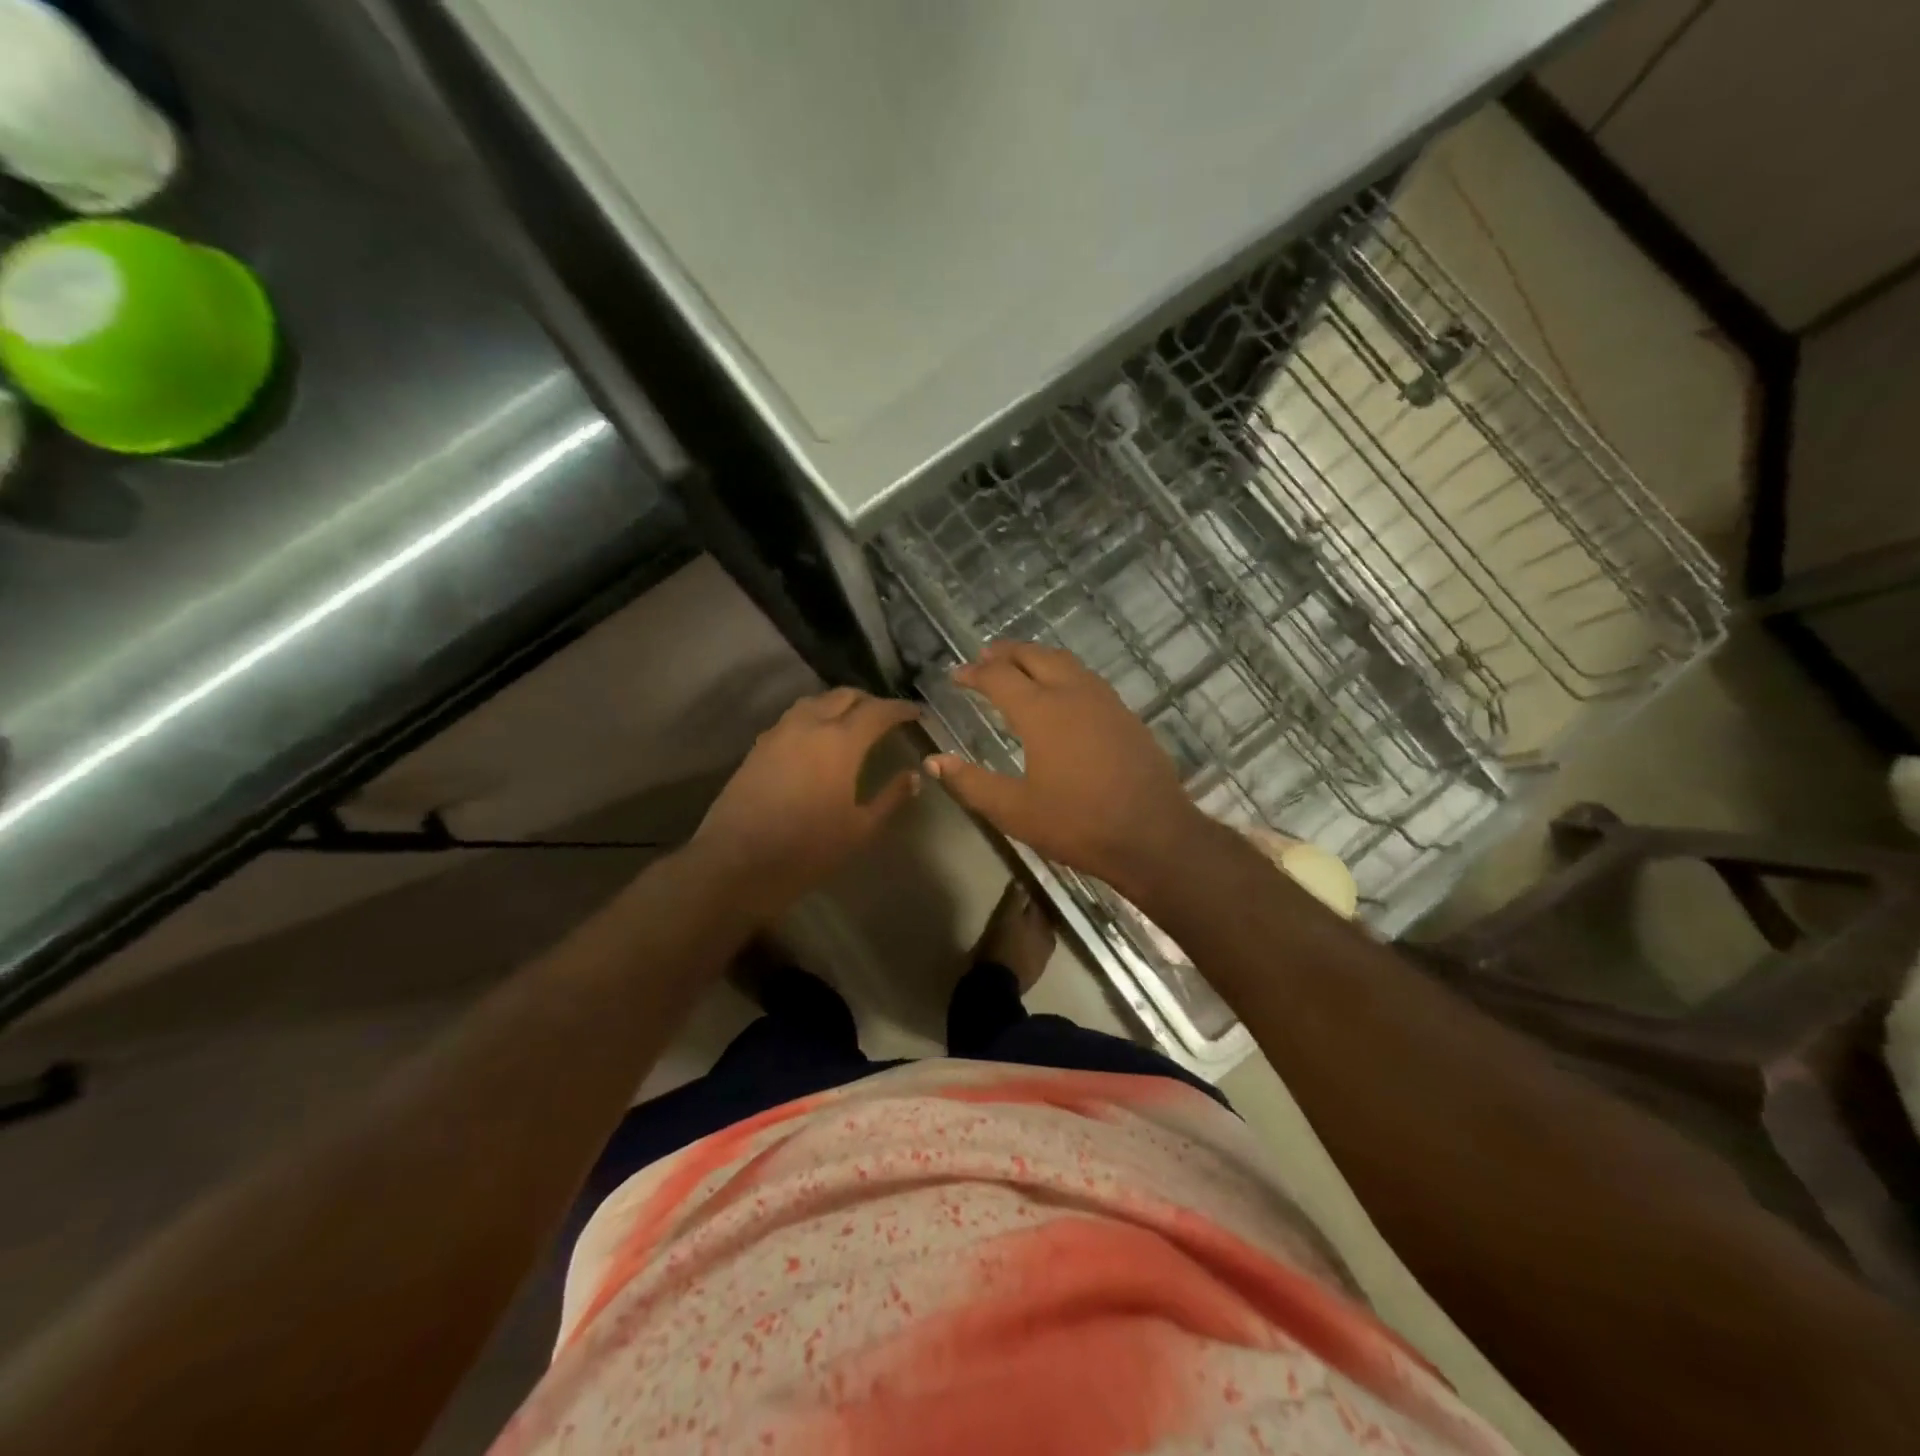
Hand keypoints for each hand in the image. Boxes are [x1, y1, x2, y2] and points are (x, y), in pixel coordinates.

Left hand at [693, 688, 920, 917]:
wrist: (736, 864)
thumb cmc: (807, 850)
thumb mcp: (860, 829)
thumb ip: (890, 798)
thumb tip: (913, 776)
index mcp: (840, 742)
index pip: (877, 711)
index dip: (899, 709)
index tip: (915, 712)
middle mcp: (809, 726)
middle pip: (843, 696)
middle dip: (869, 700)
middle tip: (885, 716)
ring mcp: (778, 733)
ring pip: (814, 702)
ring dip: (837, 704)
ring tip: (851, 721)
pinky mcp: (758, 747)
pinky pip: (792, 718)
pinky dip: (813, 717)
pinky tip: (817, 740)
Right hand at [925, 641, 1216, 897]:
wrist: (1153, 835)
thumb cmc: (1078, 824)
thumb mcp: (1014, 811)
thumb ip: (971, 783)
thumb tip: (934, 761)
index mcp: (1041, 711)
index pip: (999, 677)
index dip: (974, 673)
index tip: (956, 675)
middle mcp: (1073, 694)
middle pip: (1035, 656)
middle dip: (1006, 652)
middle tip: (985, 656)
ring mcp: (1105, 701)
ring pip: (1066, 662)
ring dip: (1037, 657)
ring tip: (1020, 666)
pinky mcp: (1126, 716)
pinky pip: (1087, 679)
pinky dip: (1064, 673)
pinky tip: (1062, 694)